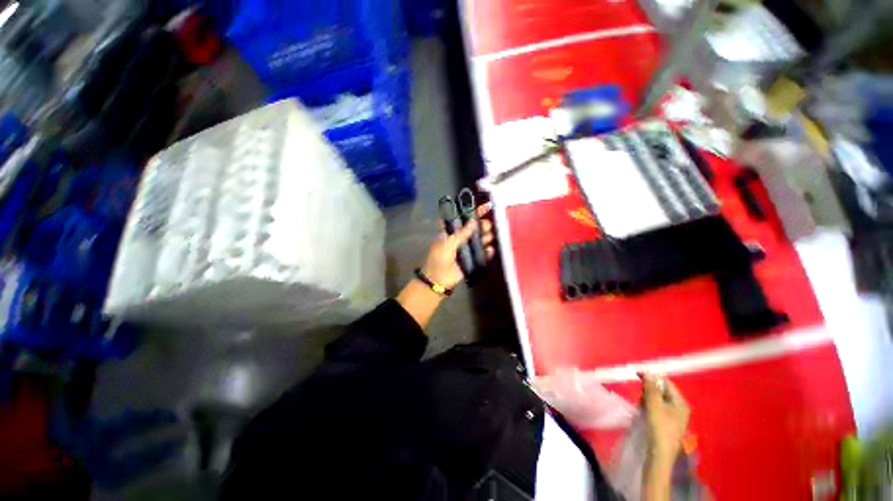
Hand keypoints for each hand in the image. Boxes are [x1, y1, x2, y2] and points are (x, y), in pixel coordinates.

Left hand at [421, 202, 494, 288]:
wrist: (438, 279)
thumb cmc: (439, 258)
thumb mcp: (447, 243)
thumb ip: (461, 233)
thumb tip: (474, 221)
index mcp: (452, 231)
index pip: (464, 217)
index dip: (473, 211)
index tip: (486, 206)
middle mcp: (461, 237)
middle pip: (475, 228)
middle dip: (483, 225)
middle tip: (487, 226)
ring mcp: (468, 248)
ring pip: (481, 239)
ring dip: (487, 236)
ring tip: (489, 237)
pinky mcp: (474, 259)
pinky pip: (484, 254)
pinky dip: (488, 251)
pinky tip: (490, 250)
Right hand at [642, 373, 689, 464]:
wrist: (660, 453)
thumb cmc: (659, 427)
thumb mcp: (654, 405)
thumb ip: (651, 388)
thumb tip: (649, 373)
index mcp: (680, 402)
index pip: (666, 383)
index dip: (652, 377)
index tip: (637, 375)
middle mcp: (680, 408)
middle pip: (662, 391)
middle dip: (649, 391)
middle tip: (640, 396)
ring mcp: (675, 416)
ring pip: (658, 400)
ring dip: (648, 399)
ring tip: (641, 406)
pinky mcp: (668, 423)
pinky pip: (658, 408)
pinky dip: (649, 407)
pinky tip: (644, 413)